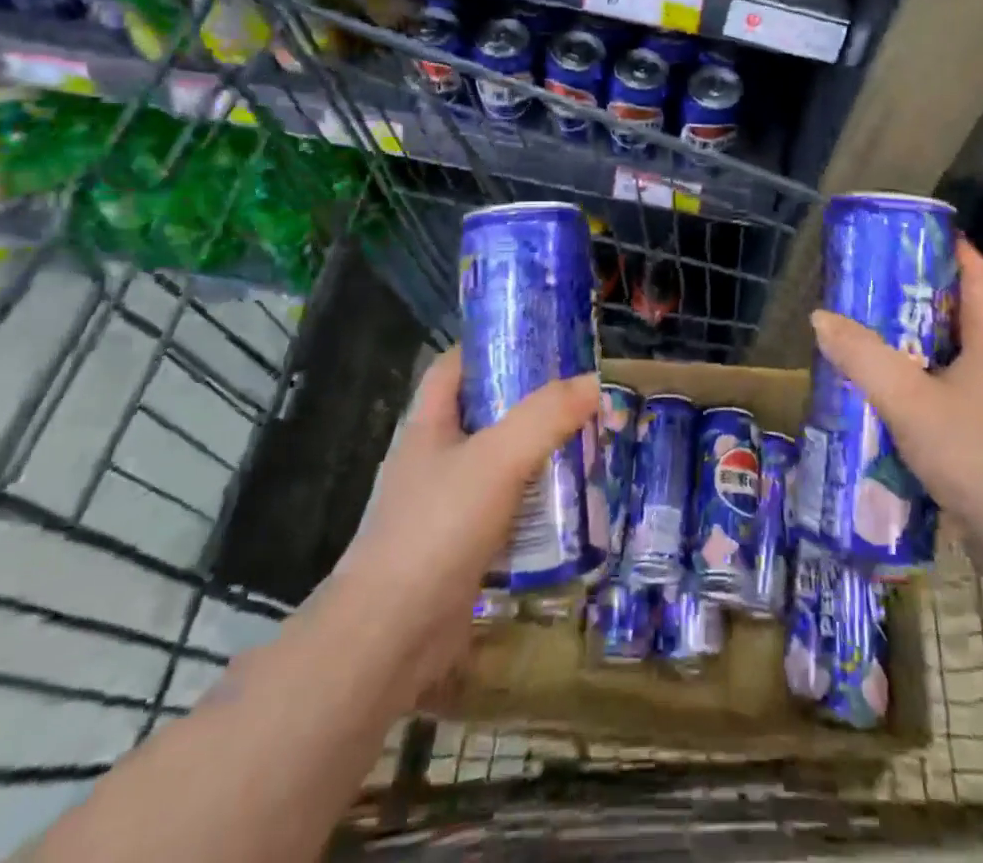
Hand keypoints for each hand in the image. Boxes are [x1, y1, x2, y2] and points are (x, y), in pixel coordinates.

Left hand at [327, 346, 598, 707]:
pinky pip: (504, 511)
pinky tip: (569, 509)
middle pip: (484, 414)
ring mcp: (444, 506)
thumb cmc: (437, 528)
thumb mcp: (497, 459)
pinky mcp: (459, 548)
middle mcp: (433, 458)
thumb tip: (593, 381)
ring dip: (537, 456)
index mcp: (428, 425)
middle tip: (579, 400)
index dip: (491, 347)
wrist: (389, 637)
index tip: (539, 344)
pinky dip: (534, 505)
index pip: (455, 366)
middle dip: (530, 405)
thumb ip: (546, 416)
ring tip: (586, 447)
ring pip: (498, 465)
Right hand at [809, 239, 982, 545]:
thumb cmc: (979, 455)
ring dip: (912, 347)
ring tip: (864, 338)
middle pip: (959, 315)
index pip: (977, 276)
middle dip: (916, 298)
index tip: (909, 235)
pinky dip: (916, 388)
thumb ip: (863, 357)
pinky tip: (882, 400)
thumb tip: (821, 317)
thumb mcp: (911, 401)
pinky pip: (946, 397)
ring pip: (950, 360)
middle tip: (867, 288)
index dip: (950, 249)